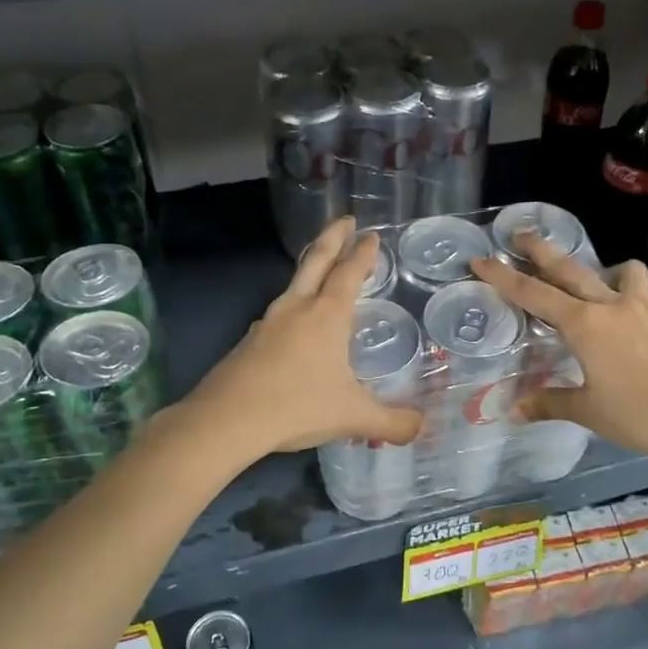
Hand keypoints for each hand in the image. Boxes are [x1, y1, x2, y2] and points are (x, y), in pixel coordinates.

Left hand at [184, 219, 424, 460]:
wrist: (226, 420)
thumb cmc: (296, 406)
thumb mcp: (353, 417)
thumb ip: (392, 423)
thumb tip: (422, 429)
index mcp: (326, 316)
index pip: (349, 273)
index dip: (363, 253)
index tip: (371, 235)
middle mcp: (297, 308)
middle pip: (316, 261)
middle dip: (333, 237)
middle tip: (345, 220)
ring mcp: (268, 322)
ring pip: (294, 285)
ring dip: (311, 269)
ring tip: (323, 271)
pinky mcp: (249, 342)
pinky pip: (279, 313)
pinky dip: (294, 305)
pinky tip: (295, 324)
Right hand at [470, 235, 647, 487]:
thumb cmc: (638, 416)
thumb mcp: (587, 410)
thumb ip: (548, 403)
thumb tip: (512, 411)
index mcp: (584, 325)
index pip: (533, 293)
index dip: (502, 276)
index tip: (480, 260)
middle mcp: (608, 305)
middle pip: (568, 269)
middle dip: (540, 250)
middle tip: (517, 234)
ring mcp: (638, 307)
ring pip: (609, 271)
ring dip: (589, 266)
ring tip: (578, 276)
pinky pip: (635, 286)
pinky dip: (622, 282)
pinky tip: (617, 303)